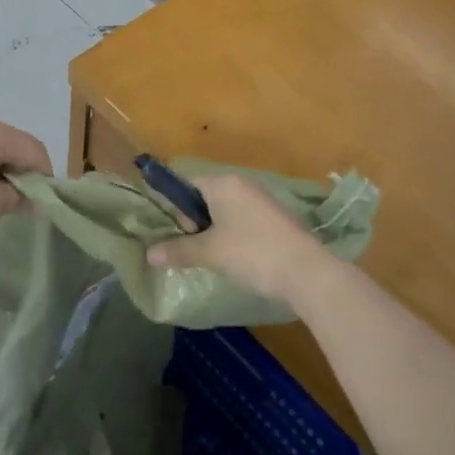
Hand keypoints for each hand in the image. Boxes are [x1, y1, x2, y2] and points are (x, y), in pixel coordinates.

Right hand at [147, 173, 332, 306]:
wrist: (306, 271)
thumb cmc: (250, 253)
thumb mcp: (209, 253)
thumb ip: (178, 250)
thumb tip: (148, 254)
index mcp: (223, 183)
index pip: (188, 185)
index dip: (180, 210)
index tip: (184, 234)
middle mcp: (243, 184)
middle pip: (207, 197)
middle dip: (199, 223)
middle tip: (202, 250)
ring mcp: (263, 199)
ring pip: (228, 211)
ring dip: (218, 231)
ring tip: (221, 258)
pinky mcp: (278, 217)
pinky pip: (246, 220)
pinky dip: (238, 236)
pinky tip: (243, 260)